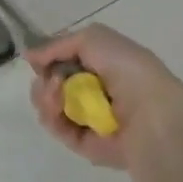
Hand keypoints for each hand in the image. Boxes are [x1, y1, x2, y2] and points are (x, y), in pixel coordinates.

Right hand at [25, 25, 182, 171]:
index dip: (49, 58)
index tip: (41, 58)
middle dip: (44, 79)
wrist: (151, 113)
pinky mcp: (83, 143)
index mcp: (103, 65)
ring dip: (45, 95)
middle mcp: (95, 91)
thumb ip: (58, 44)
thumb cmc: (127, 69)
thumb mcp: (94, 38)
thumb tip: (31, 56)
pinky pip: (56, 127)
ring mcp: (88, 117)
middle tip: (51, 80)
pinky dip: (50, 115)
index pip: (65, 61)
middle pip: (52, 83)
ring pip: (49, 105)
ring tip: (55, 93)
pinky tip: (57, 105)